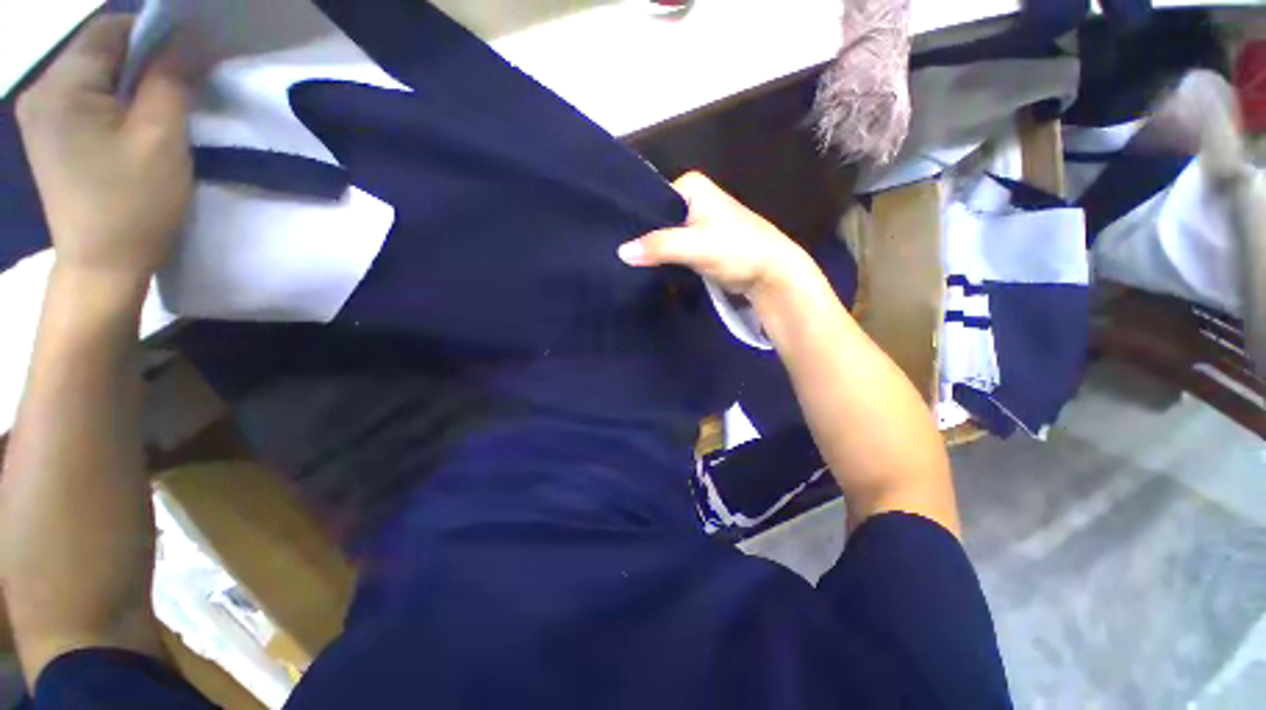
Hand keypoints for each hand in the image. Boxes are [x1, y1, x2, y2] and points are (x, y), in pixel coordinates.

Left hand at [17, 15, 191, 286]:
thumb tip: (189, 41)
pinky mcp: (50, 136)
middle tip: (178, 91)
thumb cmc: (133, 204)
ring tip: (157, 113)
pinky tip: (131, 126)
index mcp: (61, 87)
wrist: (102, 267)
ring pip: (94, 75)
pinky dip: (115, 102)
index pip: (110, 30)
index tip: (189, 59)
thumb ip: (171, 80)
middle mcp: (41, 92)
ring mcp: (41, 116)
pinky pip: (85, 99)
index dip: (153, 35)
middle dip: (142, 62)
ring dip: (130, 83)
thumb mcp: (161, 138)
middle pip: (98, 51)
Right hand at [618, 172, 814, 299]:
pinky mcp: (699, 243)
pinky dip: (663, 259)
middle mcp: (692, 199)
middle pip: (656, 219)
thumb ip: (659, 246)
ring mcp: (696, 222)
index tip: (613, 240)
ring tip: (628, 264)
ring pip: (664, 236)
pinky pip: (673, 249)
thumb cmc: (738, 249)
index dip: (633, 219)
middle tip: (618, 257)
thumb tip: (621, 252)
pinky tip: (648, 269)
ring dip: (652, 251)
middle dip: (642, 238)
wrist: (770, 273)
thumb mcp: (695, 246)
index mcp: (690, 186)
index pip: (650, 198)